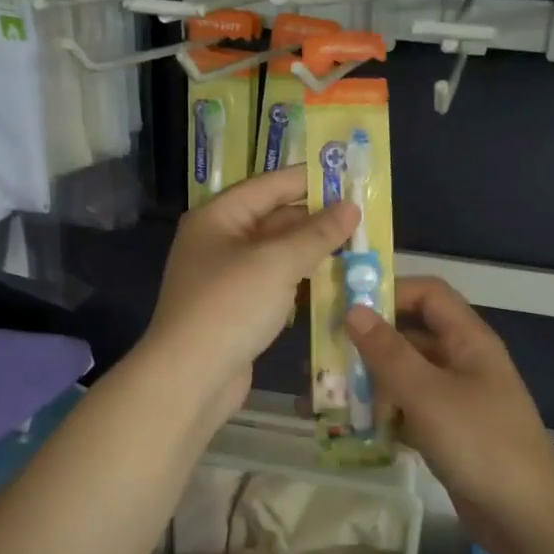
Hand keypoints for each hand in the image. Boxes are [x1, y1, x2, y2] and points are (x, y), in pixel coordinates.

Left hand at [146, 166, 356, 421]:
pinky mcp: (237, 309)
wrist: (191, 377)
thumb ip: (317, 234)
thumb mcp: (277, 263)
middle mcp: (219, 241)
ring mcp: (227, 277)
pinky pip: (275, 283)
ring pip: (277, 254)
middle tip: (363, 217)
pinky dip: (301, 280)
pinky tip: (334, 282)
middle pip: (273, 219)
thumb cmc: (230, 306)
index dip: (308, 179)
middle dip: (316, 219)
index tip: (349, 176)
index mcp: (218, 217)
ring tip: (358, 246)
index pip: (269, 185)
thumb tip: (351, 207)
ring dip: (312, 251)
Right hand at [346, 277, 553, 543]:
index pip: (429, 294)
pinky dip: (384, 413)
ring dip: (371, 381)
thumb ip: (388, 352)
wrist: (525, 517)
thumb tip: (354, 310)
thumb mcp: (427, 393)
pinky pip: (411, 410)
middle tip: (323, 355)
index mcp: (468, 340)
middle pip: (412, 335)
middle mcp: (464, 361)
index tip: (345, 306)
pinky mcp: (450, 432)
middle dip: (368, 342)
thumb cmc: (479, 443)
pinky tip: (352, 426)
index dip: (390, 291)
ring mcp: (458, 399)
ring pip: (407, 375)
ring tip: (328, 393)